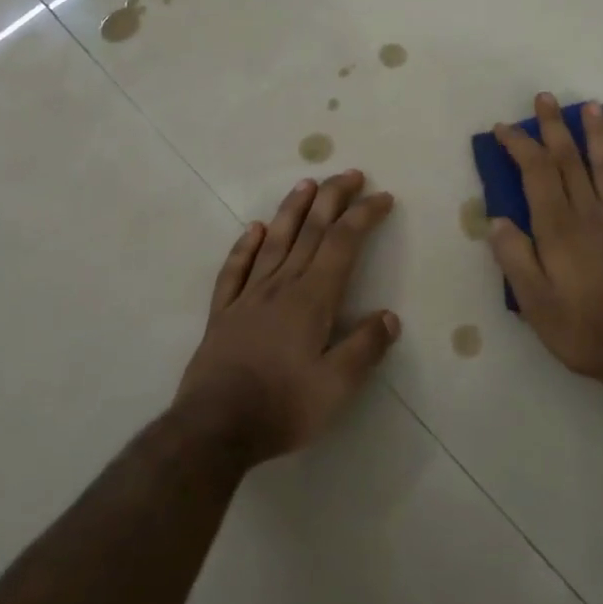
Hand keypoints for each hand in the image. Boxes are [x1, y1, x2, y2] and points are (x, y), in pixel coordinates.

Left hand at [175, 170, 400, 465]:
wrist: (212, 429)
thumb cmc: (281, 407)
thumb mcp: (336, 387)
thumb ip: (365, 348)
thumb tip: (389, 317)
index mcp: (312, 299)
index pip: (343, 243)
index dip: (363, 215)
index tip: (382, 197)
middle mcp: (281, 286)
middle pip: (311, 231)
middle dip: (333, 199)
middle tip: (350, 174)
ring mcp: (248, 297)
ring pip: (275, 241)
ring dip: (293, 210)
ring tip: (306, 184)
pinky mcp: (223, 314)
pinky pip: (235, 270)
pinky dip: (246, 246)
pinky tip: (254, 230)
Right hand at [488, 94, 602, 393]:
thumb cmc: (587, 331)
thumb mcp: (536, 305)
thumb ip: (515, 259)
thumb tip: (497, 220)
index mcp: (559, 228)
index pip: (537, 173)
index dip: (520, 146)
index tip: (505, 128)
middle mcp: (591, 214)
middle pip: (571, 160)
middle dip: (555, 127)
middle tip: (546, 98)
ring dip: (599, 136)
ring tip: (593, 107)